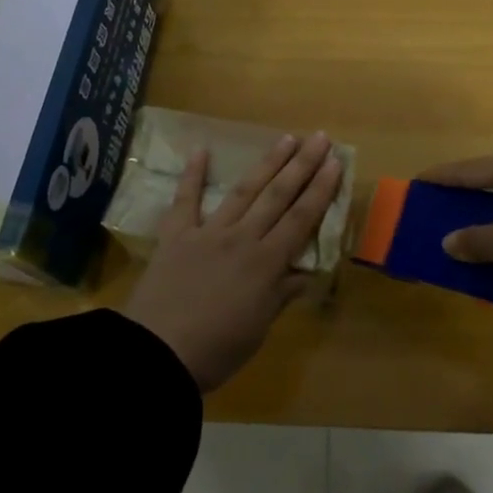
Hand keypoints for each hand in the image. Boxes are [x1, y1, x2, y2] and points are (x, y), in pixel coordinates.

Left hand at [124, 132, 343, 392]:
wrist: (157, 355)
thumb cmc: (216, 350)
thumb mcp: (258, 328)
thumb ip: (280, 295)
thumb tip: (305, 273)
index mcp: (266, 263)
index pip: (301, 219)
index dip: (320, 190)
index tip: (335, 163)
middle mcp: (242, 238)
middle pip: (278, 196)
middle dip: (302, 165)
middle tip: (320, 138)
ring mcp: (208, 233)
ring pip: (244, 191)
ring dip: (266, 164)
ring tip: (286, 139)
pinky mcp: (175, 236)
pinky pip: (185, 201)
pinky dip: (192, 175)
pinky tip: (201, 149)